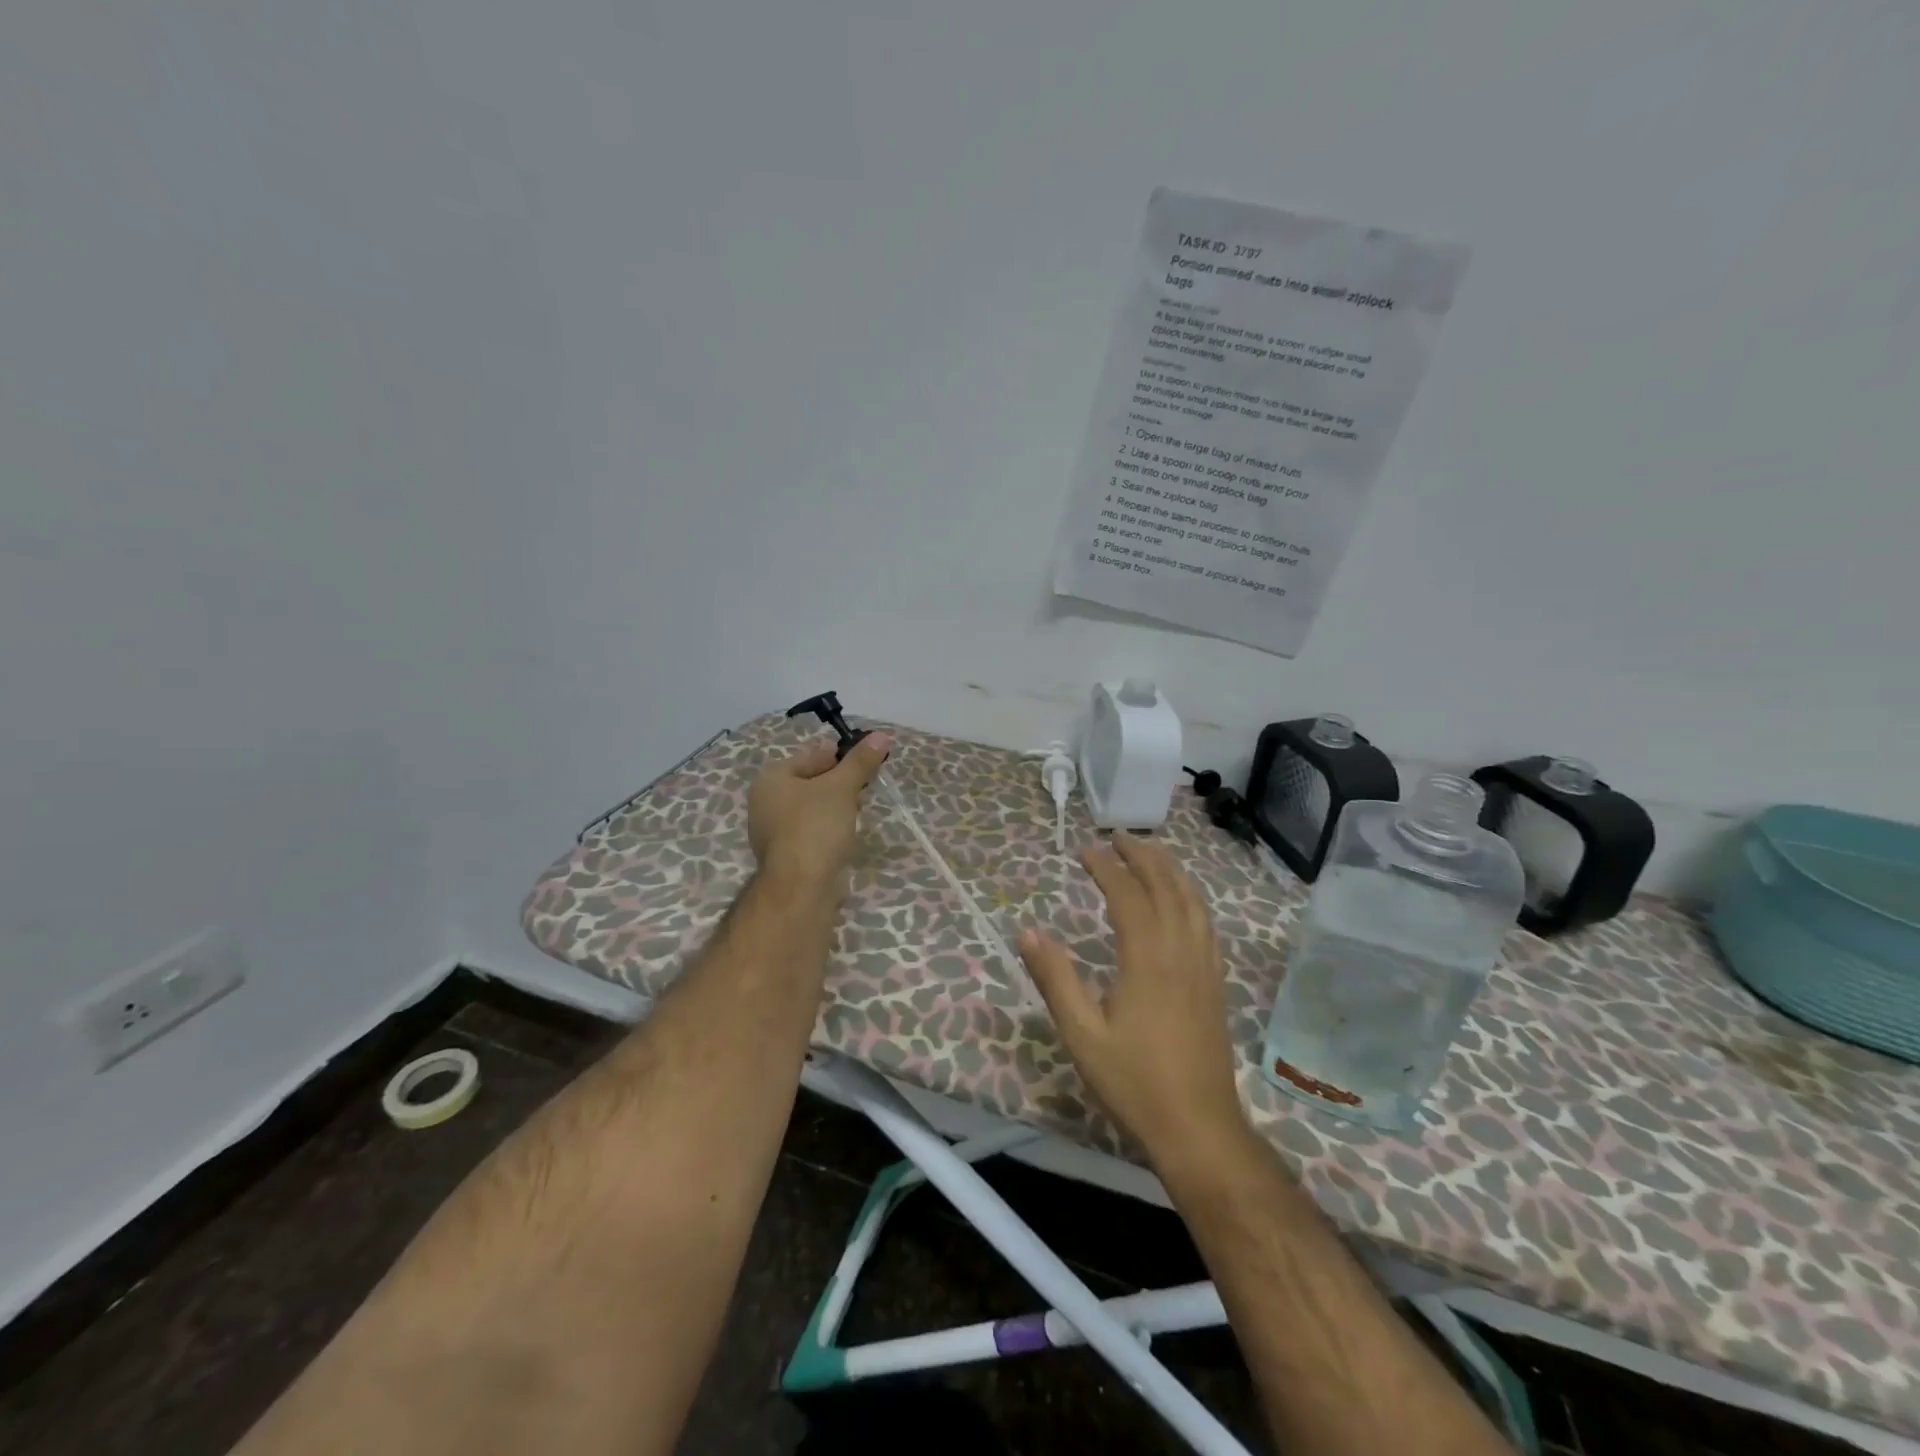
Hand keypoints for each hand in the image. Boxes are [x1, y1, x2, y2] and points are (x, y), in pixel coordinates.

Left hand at [747, 733, 891, 894]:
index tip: (869, 762)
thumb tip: (882, 735)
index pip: (812, 755)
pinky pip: (813, 831)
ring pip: (813, 808)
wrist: (801, 888)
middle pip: (811, 781)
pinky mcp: (787, 855)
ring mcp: (774, 831)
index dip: (842, 755)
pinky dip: (830, 829)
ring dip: (837, 807)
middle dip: (840, 782)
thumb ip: (860, 761)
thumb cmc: (816, 827)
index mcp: (771, 779)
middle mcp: (765, 802)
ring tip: (859, 811)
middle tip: (866, 787)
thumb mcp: (842, 787)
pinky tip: (847, 835)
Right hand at [1019, 831, 1248, 1167]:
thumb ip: (1055, 979)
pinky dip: (1192, 897)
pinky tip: (1183, 900)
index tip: (1084, 850)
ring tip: (1150, 853)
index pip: (1127, 895)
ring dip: (1170, 870)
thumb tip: (1027, 932)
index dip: (1105, 867)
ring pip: (1192, 900)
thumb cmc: (1134, 1082)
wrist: (1199, 1127)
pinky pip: (1207, 924)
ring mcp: (1205, 966)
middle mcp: (1180, 951)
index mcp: (1147, 959)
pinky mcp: (1216, 983)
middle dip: (1142, 856)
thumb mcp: (1081, 1034)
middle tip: (1117, 837)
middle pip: (1166, 886)